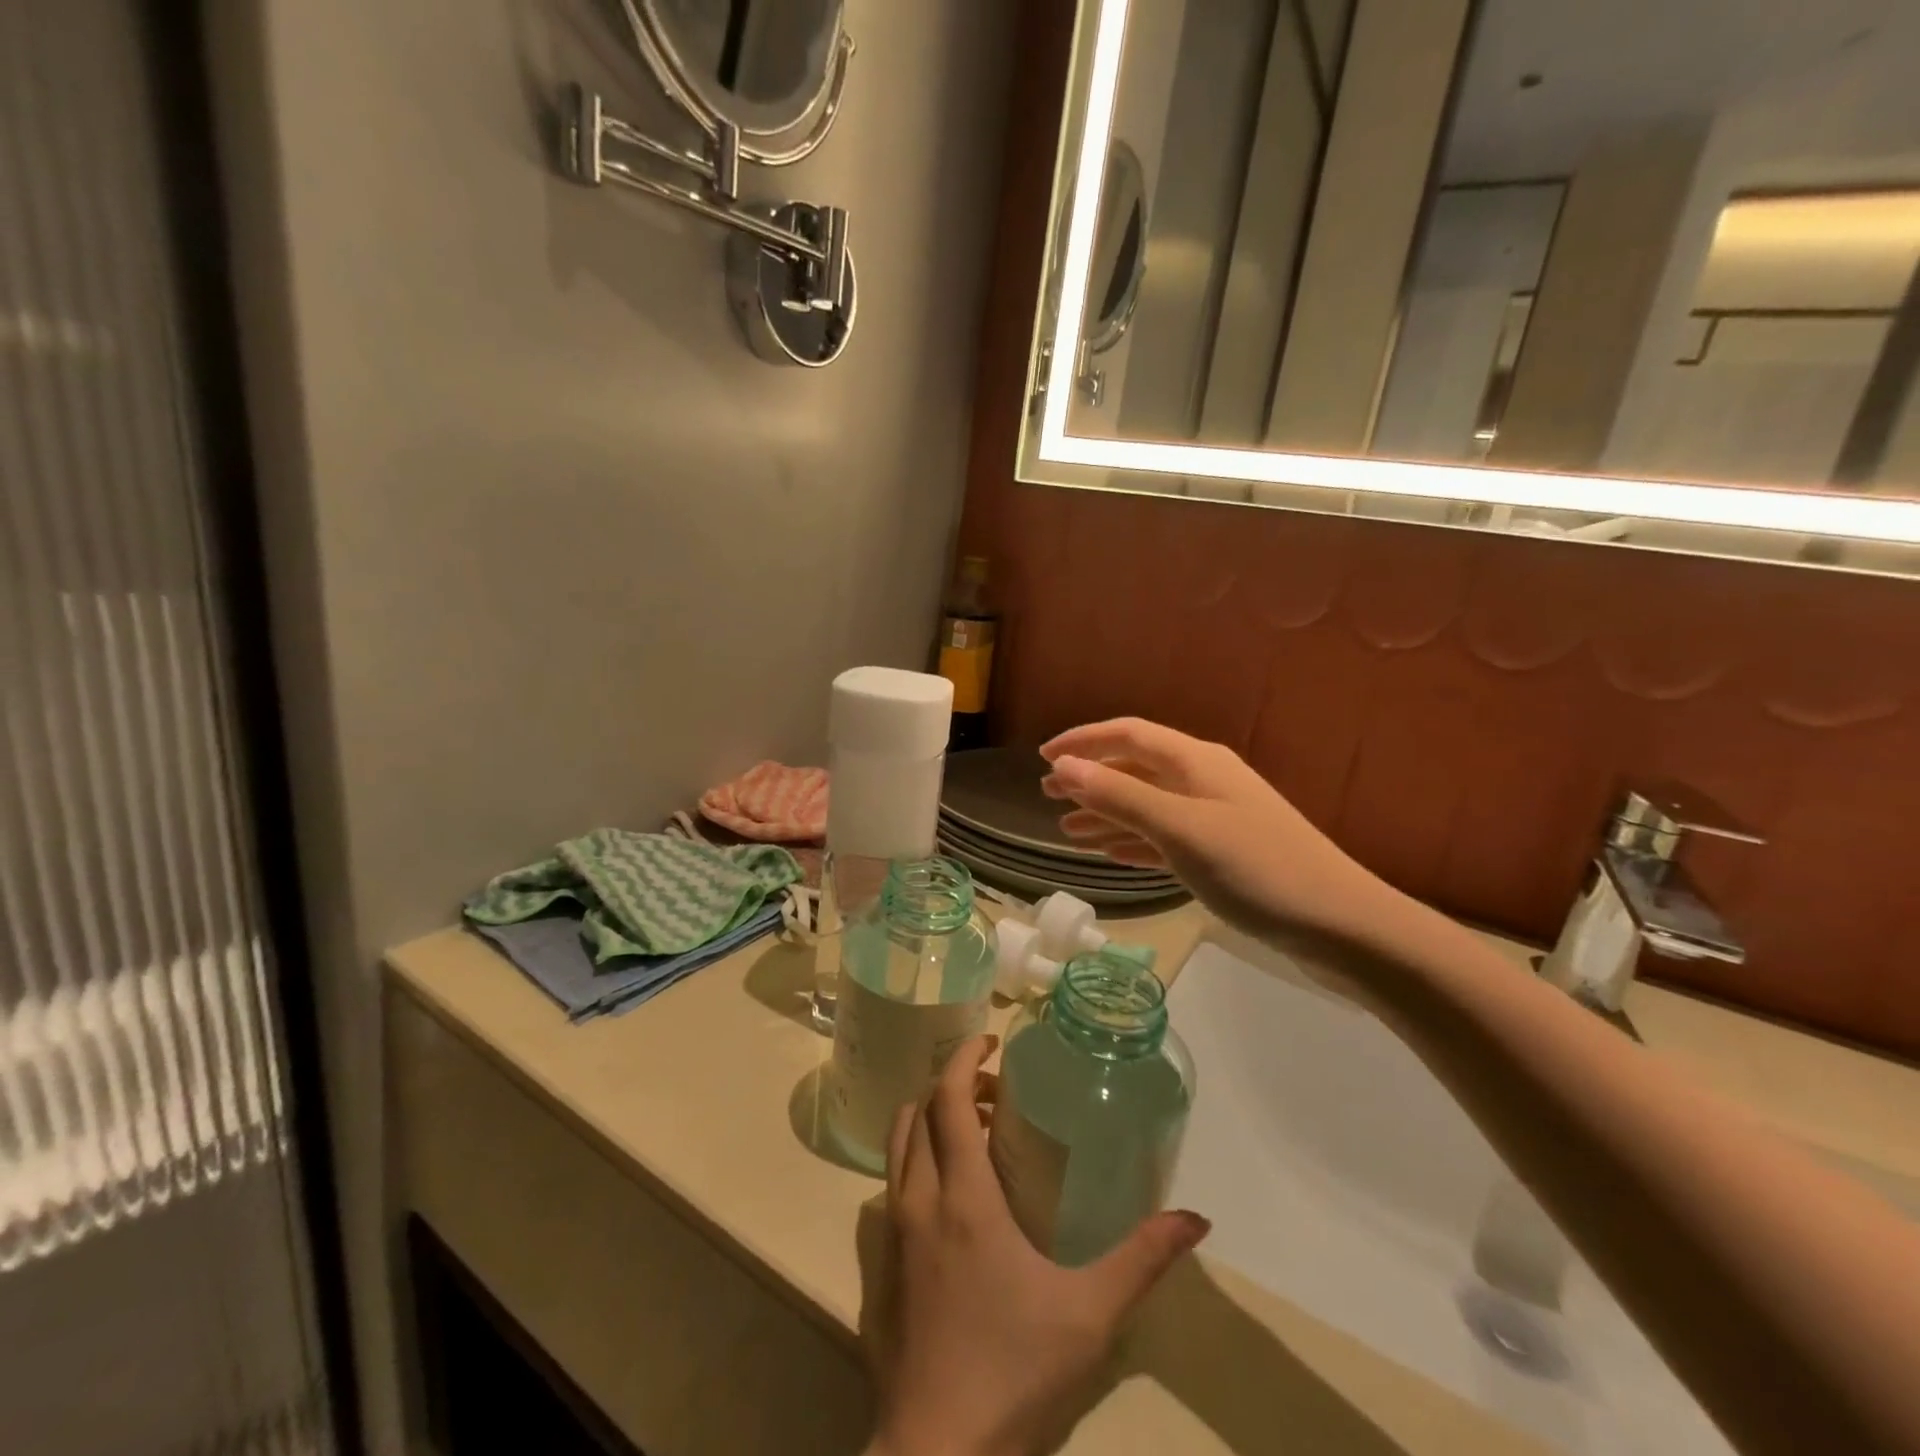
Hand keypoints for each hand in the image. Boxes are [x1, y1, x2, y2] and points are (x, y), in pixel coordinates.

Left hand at [863, 1036, 1208, 1455]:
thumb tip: (1195, 1219)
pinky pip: (894, 1177)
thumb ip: (1142, 1259)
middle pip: (920, 1109)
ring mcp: (893, 1228)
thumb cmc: (1012, 1372)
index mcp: (962, 1196)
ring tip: (976, 1128)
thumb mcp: (1089, 1315)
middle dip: (954, 1084)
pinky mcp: (882, 1259)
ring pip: (900, 1141)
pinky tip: (954, 1186)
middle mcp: (919, 1198)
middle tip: (997, 1092)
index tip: (991, 1042)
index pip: (949, 1099)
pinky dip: (918, 1152)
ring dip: (931, 1116)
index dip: (965, 1059)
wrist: (934, 1452)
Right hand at [1039, 718, 1402, 957]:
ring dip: (1106, 813)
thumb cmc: (1256, 869)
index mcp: (1196, 762)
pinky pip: (1164, 837)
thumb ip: (1120, 797)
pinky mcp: (1223, 854)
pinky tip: (1110, 853)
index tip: (1042, 759)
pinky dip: (1133, 840)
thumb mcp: (1180, 829)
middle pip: (1136, 768)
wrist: (1339, 925)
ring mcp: (1215, 818)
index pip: (1128, 735)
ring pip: (1147, 805)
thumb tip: (1063, 767)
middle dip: (1090, 778)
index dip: (1083, 741)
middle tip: (1047, 795)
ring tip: (1065, 829)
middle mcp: (1204, 781)